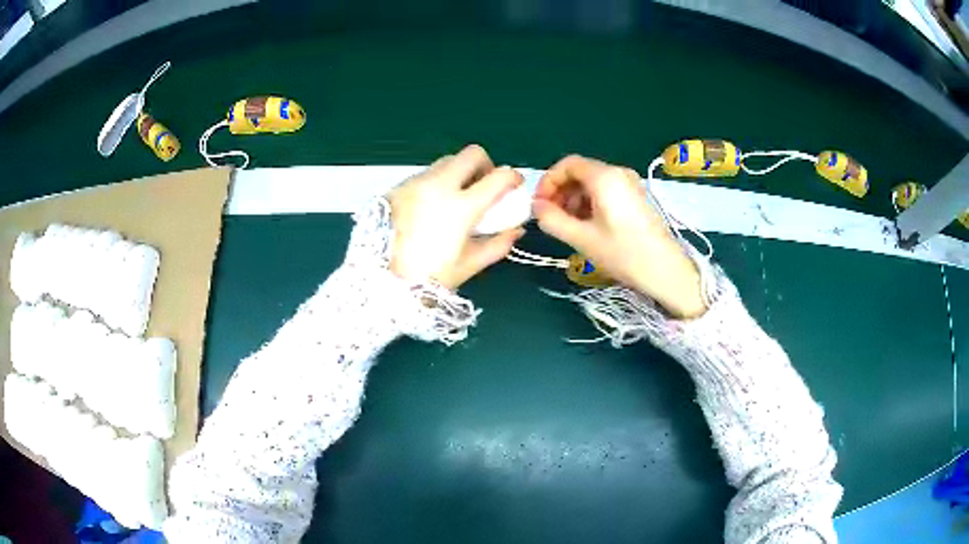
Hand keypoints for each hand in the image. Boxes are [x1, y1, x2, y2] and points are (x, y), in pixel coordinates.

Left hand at [387, 145, 524, 289]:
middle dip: (485, 165)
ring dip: (459, 172)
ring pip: (447, 161)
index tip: (514, 185)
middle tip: (484, 186)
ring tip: (456, 198)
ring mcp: (416, 183)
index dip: (513, 178)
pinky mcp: (398, 187)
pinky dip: (437, 182)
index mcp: (461, 206)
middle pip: (472, 154)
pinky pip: (426, 174)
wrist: (376, 279)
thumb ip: (497, 245)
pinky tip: (431, 206)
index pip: (498, 177)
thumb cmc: (426, 278)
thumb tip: (515, 230)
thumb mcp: (467, 266)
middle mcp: (439, 185)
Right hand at [533, 155, 706, 318]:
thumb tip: (536, 207)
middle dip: (560, 191)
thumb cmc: (623, 253)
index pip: (567, 164)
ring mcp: (629, 184)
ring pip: (592, 182)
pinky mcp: (635, 197)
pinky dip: (590, 202)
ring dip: (574, 199)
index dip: (548, 181)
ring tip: (568, 224)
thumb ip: (552, 219)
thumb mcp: (581, 238)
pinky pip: (605, 190)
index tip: (539, 205)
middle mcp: (618, 172)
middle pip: (580, 172)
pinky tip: (587, 225)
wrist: (664, 270)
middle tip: (550, 216)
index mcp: (604, 177)